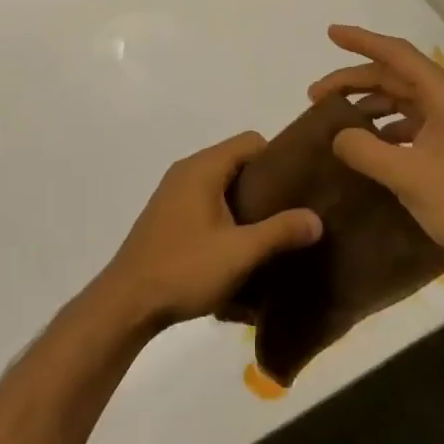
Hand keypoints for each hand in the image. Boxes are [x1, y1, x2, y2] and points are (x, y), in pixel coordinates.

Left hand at [94, 133, 323, 332]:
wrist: (127, 302)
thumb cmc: (185, 269)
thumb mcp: (240, 253)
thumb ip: (280, 232)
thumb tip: (316, 219)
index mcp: (204, 167)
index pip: (251, 141)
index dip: (278, 159)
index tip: (300, 186)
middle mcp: (187, 171)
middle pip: (237, 162)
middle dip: (266, 185)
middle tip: (292, 212)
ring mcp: (174, 193)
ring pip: (222, 185)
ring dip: (245, 204)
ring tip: (271, 232)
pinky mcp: (168, 215)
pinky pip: (206, 202)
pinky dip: (226, 215)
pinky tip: (238, 246)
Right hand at [309, 25, 443, 266]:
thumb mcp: (407, 175)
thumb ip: (365, 150)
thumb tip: (338, 136)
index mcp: (442, 94)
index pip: (395, 54)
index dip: (361, 41)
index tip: (330, 33)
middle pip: (394, 77)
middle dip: (354, 81)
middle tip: (315, 96)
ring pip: (401, 101)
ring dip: (368, 106)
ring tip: (335, 121)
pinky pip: (411, 125)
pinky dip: (385, 129)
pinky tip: (367, 147)